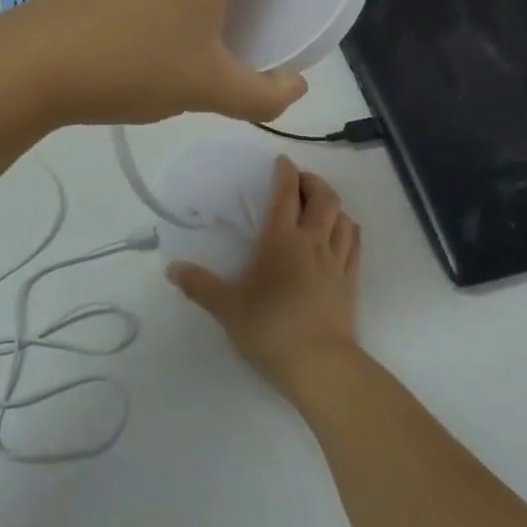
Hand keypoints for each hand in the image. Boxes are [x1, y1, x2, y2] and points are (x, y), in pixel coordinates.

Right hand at [167, 158, 360, 400]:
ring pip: (343, 218)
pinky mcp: (350, 283)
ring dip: (333, 205)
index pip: (286, 194)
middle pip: (323, 198)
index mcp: (281, 239)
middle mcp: (312, 242)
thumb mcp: (226, 307)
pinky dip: (349, 230)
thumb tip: (171, 269)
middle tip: (300, 182)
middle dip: (313, 182)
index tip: (281, 161)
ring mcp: (336, 262)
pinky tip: (343, 232)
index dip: (285, 172)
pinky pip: (355, 245)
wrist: (319, 365)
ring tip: (320, 206)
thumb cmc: (269, 328)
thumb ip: (199, 285)